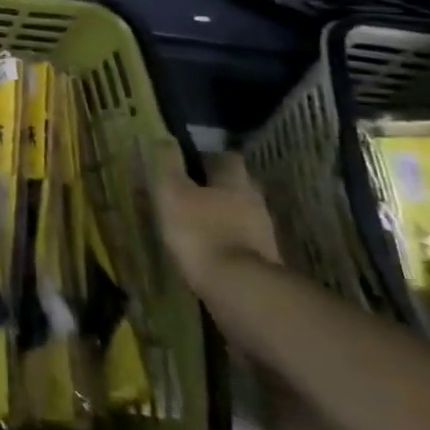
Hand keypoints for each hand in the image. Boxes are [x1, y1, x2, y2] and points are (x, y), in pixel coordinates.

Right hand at [150, 143, 281, 297]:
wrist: (238, 290)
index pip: (228, 158)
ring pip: (242, 216)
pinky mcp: (264, 263)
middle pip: (239, 187)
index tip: (192, 162)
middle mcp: (255, 203)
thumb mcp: (172, 192)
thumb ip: (168, 164)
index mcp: (235, 182)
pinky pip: (243, 243)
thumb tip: (164, 138)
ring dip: (225, 217)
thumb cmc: (200, 231)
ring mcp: (264, 235)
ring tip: (199, 224)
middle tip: (194, 193)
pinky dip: (229, 242)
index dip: (210, 157)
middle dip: (219, 188)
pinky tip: (211, 250)